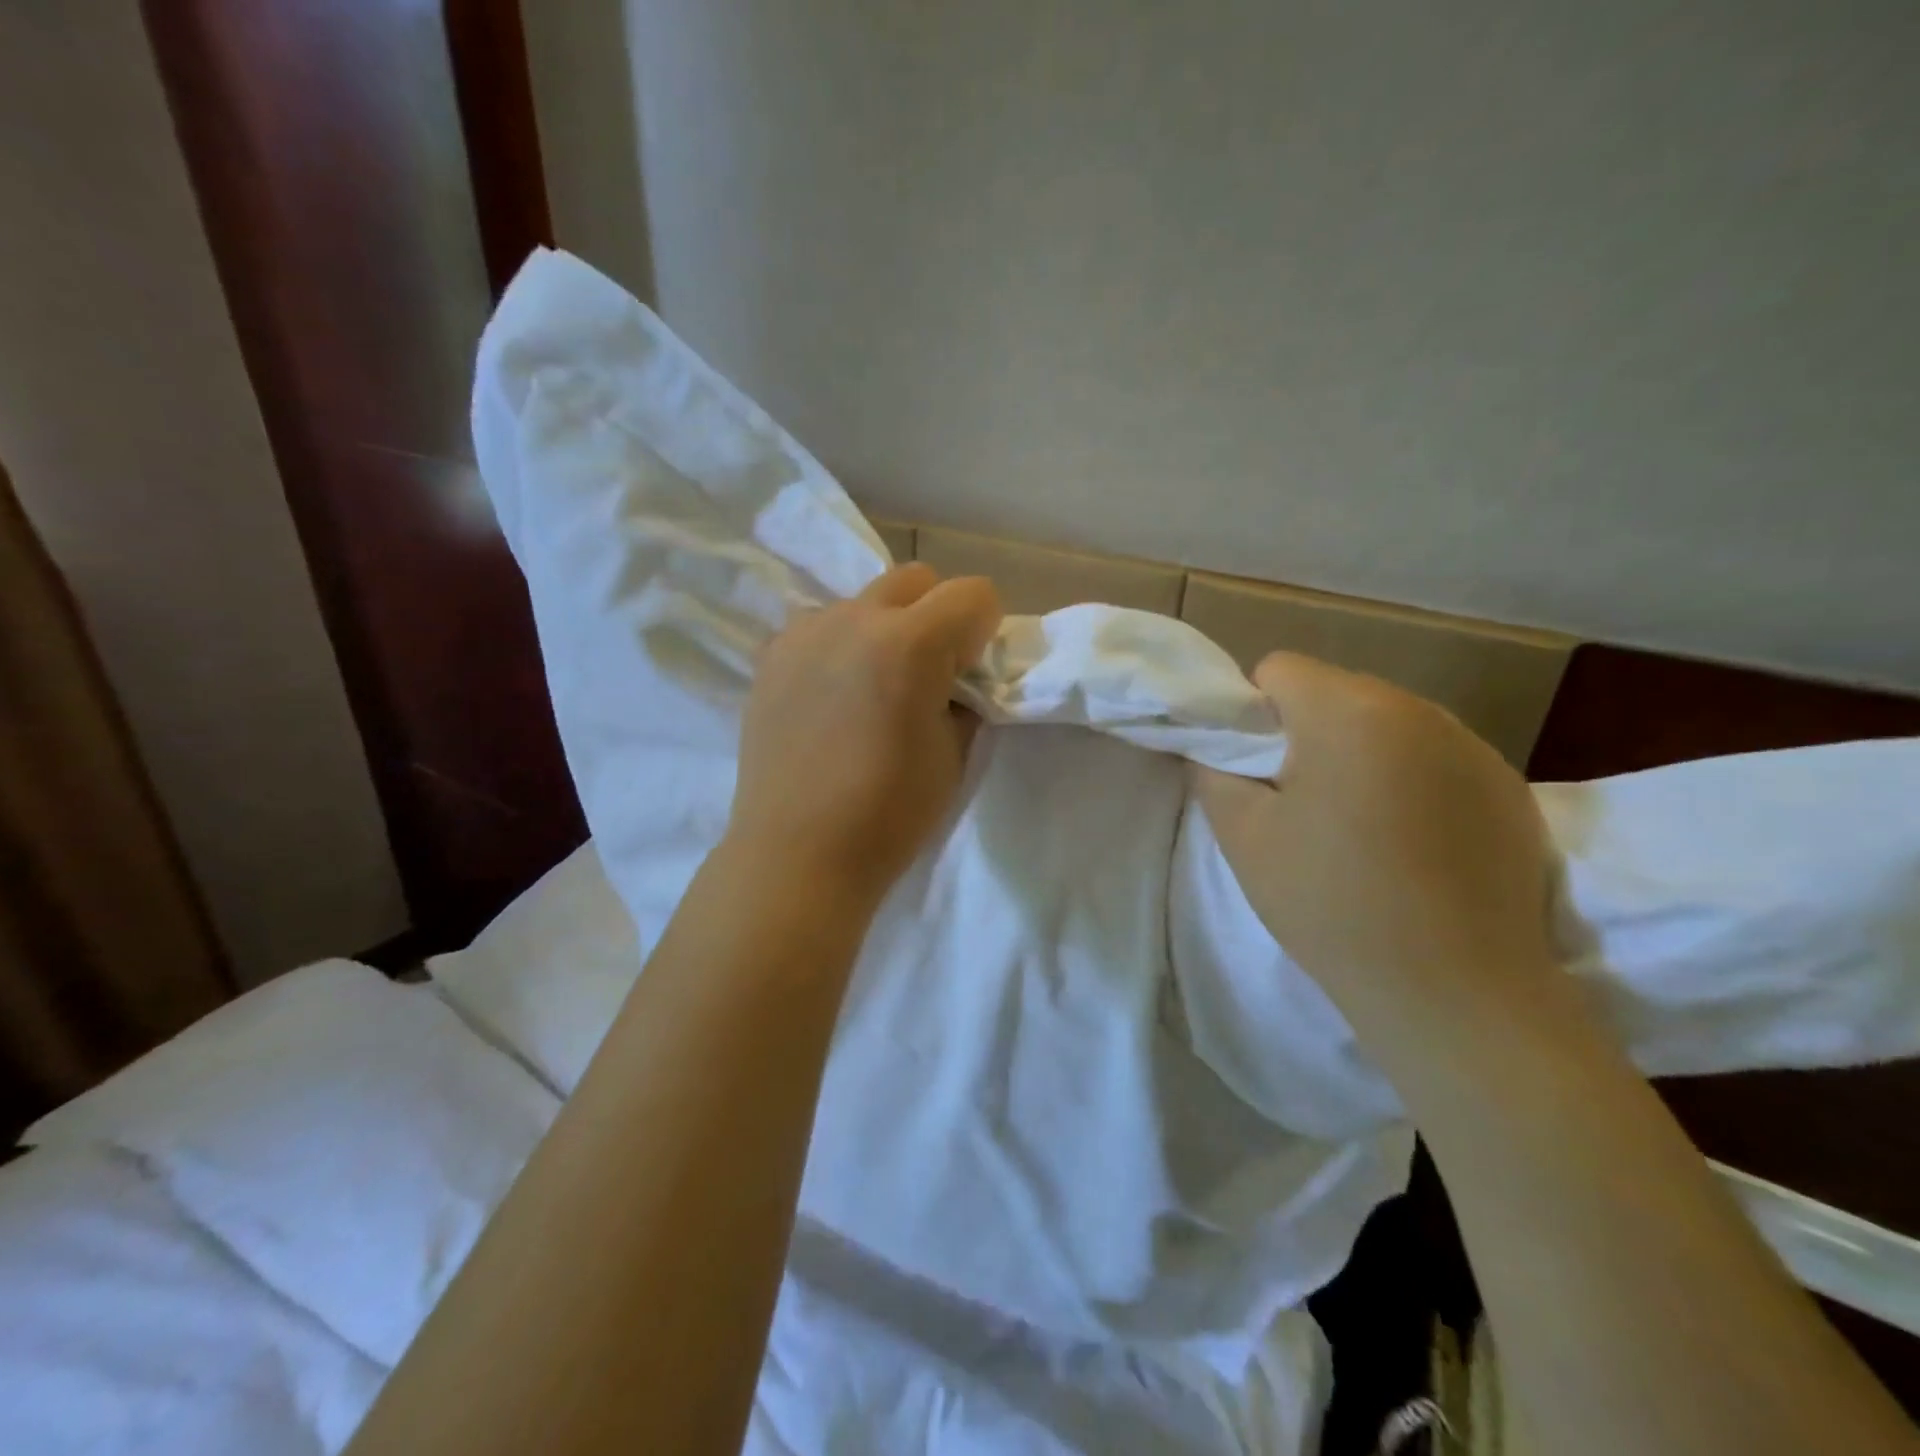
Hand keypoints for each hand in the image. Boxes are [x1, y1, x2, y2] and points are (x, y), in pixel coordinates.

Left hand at [727, 564, 1002, 907]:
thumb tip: (952, 679)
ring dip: (884, 627)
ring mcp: (805, 632)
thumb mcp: (954, 754)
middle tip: (928, 673)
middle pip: (916, 579)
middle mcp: (854, 619)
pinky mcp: (770, 655)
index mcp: (910, 643)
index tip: (968, 675)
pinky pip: (820, 627)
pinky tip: (830, 696)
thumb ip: (963, 698)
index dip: (982, 632)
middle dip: (936, 614)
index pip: (973, 593)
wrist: (797, 854)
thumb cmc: (888, 814)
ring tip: (871, 687)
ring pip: (863, 600)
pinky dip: (840, 646)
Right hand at [1194, 652, 1557, 1025]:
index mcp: (1349, 710)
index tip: (1256, 773)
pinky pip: (1435, 759)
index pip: (1279, 669)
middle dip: (1305, 733)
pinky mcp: (1511, 788)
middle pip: (1335, 692)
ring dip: (1359, 756)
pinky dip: (1409, 783)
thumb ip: (1214, 771)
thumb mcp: (1243, 835)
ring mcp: (1476, 747)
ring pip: (1386, 725)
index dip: (1251, 715)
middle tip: (1298, 806)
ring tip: (1357, 831)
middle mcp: (1419, 709)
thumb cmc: (1331, 904)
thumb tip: (1217, 746)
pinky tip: (1411, 848)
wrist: (1456, 993)